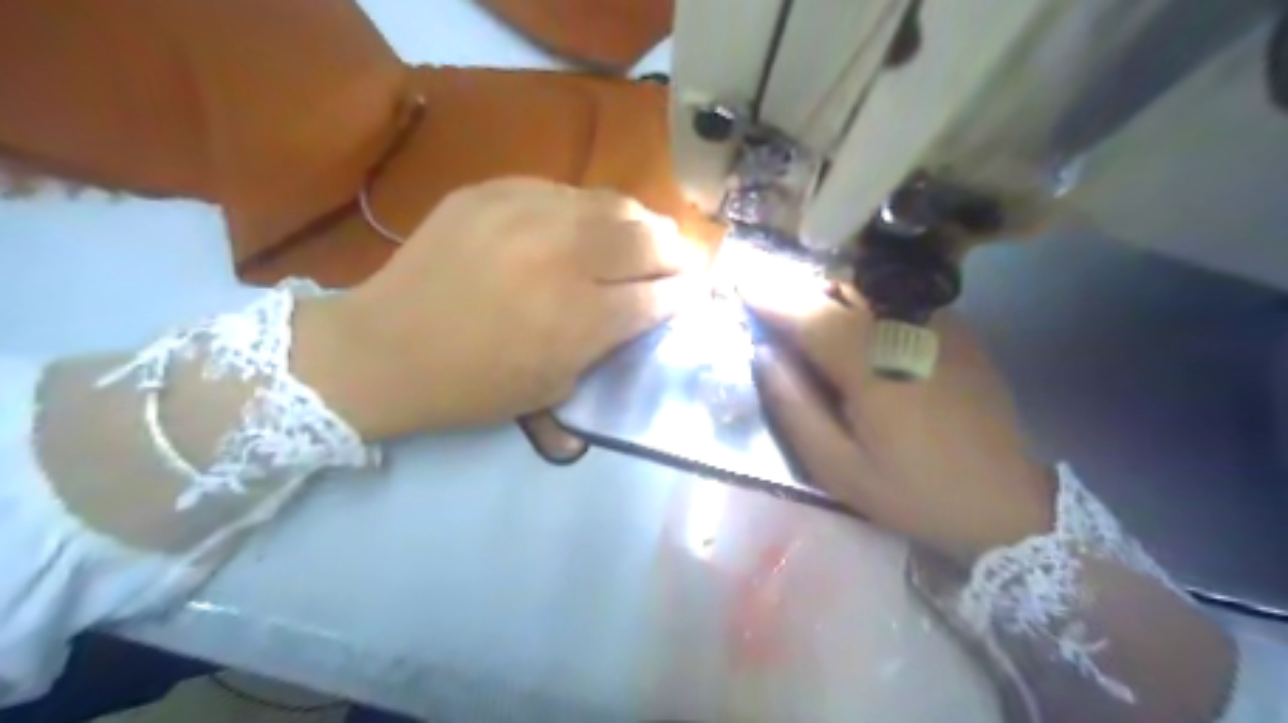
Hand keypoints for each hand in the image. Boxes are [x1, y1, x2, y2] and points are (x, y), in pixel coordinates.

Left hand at [293, 177, 703, 442]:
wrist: (386, 348)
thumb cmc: (475, 385)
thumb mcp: (557, 385)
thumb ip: (608, 344)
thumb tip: (644, 308)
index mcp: (582, 317)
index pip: (660, 294)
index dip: (685, 292)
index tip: (694, 290)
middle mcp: (564, 256)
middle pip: (648, 237)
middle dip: (675, 250)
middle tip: (677, 258)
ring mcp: (527, 213)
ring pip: (612, 202)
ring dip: (639, 222)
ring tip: (643, 234)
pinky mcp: (493, 191)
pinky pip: (563, 190)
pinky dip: (586, 209)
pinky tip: (583, 225)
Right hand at [744, 278, 1054, 560]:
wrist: (1011, 499)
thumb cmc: (915, 491)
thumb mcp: (839, 467)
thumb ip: (794, 406)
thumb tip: (764, 354)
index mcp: (871, 364)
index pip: (807, 313)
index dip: (769, 297)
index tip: (739, 284)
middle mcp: (904, 328)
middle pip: (837, 287)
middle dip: (796, 288)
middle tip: (767, 302)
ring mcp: (936, 323)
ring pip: (867, 287)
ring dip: (827, 292)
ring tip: (804, 314)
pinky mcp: (956, 328)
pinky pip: (894, 299)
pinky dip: (862, 302)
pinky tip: (853, 326)